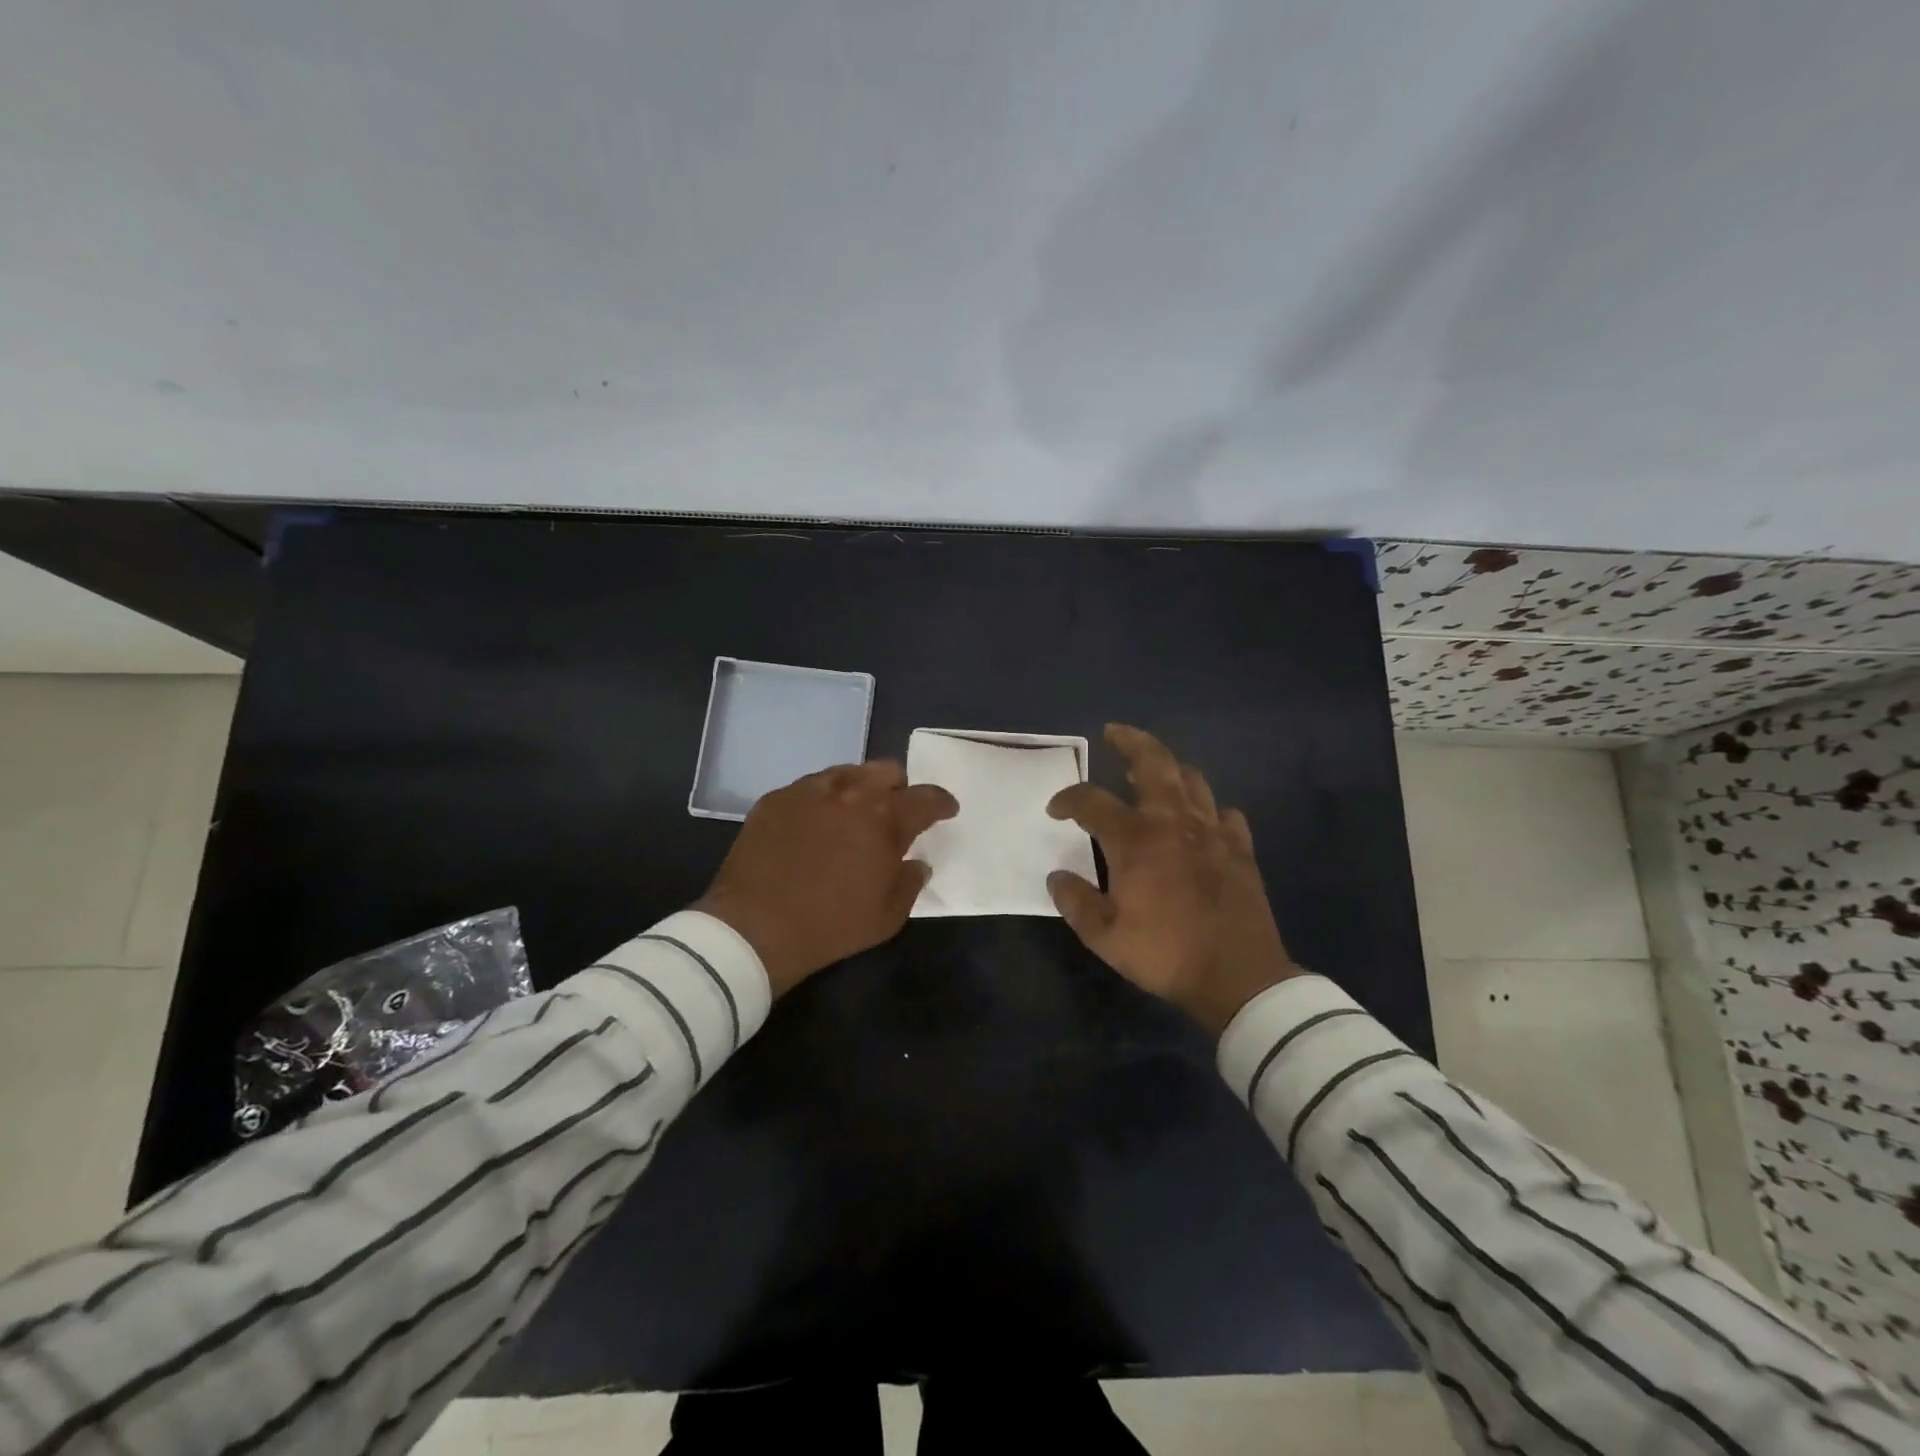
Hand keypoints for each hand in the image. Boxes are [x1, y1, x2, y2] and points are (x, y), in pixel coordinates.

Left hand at [694, 761, 957, 997]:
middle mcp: (850, 793)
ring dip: (860, 788)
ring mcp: (808, 791)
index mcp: (885, 819)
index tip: (946, 809)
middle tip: (895, 811)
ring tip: (854, 812)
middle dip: (898, 788)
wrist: (755, 928)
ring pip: (847, 772)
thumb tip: (917, 863)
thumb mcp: (888, 916)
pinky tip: (815, 823)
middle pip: (886, 770)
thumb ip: (910, 882)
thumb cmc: (831, 926)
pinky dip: (822, 799)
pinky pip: (809, 787)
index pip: (925, 798)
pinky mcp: (775, 798)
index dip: (941, 802)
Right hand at [1046, 724, 1301, 1035]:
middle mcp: (1173, 822)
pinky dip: (1210, 810)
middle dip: (1130, 741)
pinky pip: (1226, 814)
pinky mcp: (1240, 849)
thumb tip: (1057, 876)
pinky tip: (1203, 820)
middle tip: (1114, 732)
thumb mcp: (1104, 937)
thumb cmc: (1164, 953)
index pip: (1091, 801)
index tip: (1055, 809)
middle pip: (1153, 762)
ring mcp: (1212, 832)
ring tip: (1155, 771)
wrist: (1238, 978)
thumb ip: (1075, 901)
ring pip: (1192, 780)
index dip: (1067, 799)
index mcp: (1134, 839)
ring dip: (1170, 769)